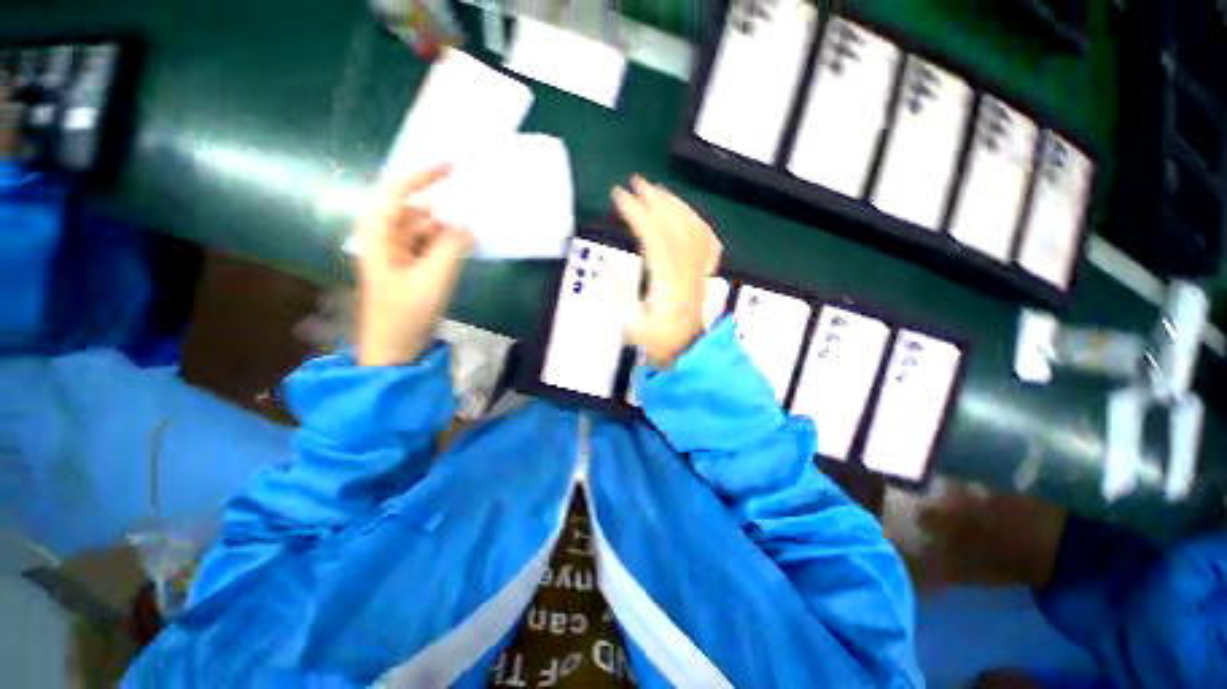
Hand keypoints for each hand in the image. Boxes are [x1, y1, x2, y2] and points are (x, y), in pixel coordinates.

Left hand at [354, 165, 473, 366]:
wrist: (393, 348)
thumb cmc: (406, 312)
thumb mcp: (434, 277)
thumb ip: (452, 245)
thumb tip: (467, 225)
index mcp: (378, 234)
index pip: (398, 193)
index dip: (424, 176)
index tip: (453, 167)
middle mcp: (384, 238)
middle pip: (415, 212)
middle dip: (442, 212)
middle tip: (472, 213)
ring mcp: (396, 254)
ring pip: (424, 231)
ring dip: (446, 232)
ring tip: (471, 236)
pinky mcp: (408, 268)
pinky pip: (428, 247)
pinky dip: (445, 245)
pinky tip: (463, 250)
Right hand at [612, 176, 721, 367]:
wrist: (686, 351)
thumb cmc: (656, 339)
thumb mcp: (630, 321)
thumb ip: (618, 289)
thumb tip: (604, 260)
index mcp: (666, 281)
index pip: (653, 236)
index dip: (636, 213)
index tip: (619, 196)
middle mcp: (686, 270)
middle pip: (674, 226)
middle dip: (654, 200)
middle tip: (636, 184)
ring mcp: (699, 270)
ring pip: (692, 228)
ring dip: (675, 205)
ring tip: (658, 191)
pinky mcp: (704, 272)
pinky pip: (707, 241)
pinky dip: (697, 222)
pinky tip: (688, 214)